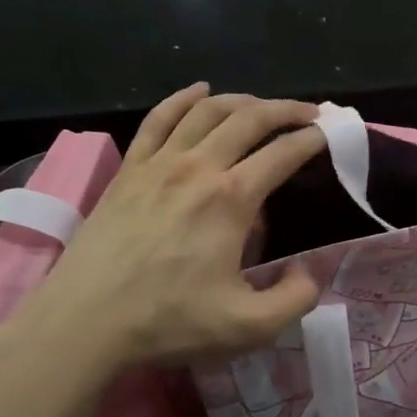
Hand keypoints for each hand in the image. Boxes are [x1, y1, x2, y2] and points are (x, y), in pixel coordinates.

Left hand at [0, 86, 324, 378]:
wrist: (85, 322)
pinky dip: (183, 98)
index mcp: (231, 199)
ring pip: (206, 110)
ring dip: (242, 100)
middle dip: (287, 109)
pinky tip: (199, 90)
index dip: (313, 139)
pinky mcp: (128, 170)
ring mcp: (158, 164)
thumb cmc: (168, 322)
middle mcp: (198, 167)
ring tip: (263, 106)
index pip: (283, 153)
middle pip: (249, 118)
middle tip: (311, 112)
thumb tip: (308, 272)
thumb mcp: (249, 326)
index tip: (331, 134)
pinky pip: (158, 119)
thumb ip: (294, 299)